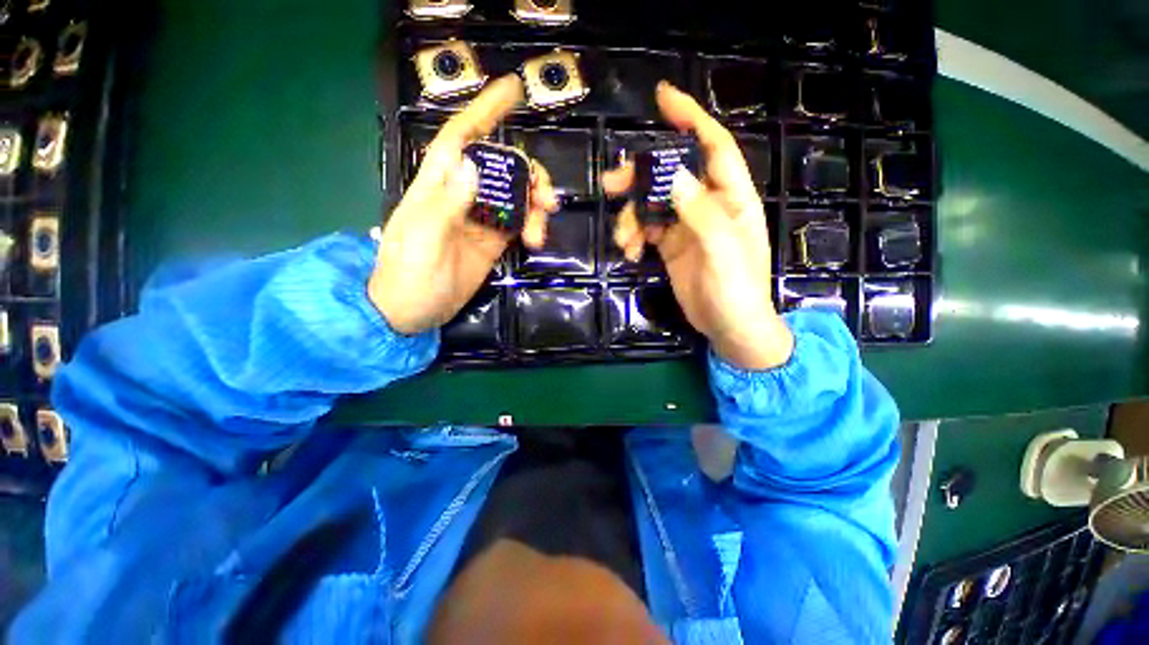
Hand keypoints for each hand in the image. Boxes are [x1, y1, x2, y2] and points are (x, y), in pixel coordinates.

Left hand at [369, 75, 557, 334]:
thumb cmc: (408, 275)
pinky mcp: (493, 241)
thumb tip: (472, 165)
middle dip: (528, 174)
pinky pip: (518, 223)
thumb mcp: (423, 240)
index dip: (485, 111)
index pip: (461, 138)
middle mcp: (461, 195)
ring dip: (535, 205)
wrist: (412, 312)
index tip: (513, 91)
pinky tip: (536, 240)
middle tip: (546, 199)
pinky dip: (532, 226)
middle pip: (502, 167)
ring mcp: (480, 219)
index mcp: (438, 185)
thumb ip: (447, 204)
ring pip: (515, 196)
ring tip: (542, 229)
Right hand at [603, 82, 792, 370]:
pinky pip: (646, 230)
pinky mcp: (670, 246)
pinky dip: (633, 237)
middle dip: (640, 178)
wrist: (728, 327)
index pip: (712, 147)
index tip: (663, 97)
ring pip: (652, 205)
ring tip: (623, 241)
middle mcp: (707, 205)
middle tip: (611, 186)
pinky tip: (629, 253)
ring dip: (631, 218)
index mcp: (730, 198)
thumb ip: (699, 212)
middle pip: (670, 175)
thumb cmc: (736, 289)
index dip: (691, 119)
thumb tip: (672, 176)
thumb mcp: (721, 250)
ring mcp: (686, 226)